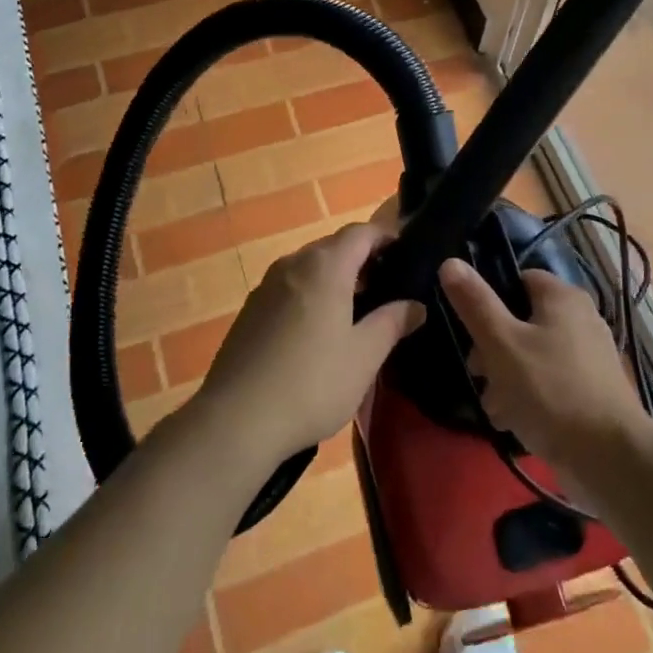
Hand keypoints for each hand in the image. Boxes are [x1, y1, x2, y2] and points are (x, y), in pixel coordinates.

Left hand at [191, 220, 424, 468]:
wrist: (236, 420)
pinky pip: (289, 289)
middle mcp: (293, 264)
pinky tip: (317, 334)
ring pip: (309, 268)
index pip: (361, 232)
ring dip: (335, 279)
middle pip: (333, 247)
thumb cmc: (312, 382)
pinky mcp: (249, 312)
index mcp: (325, 266)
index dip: (386, 237)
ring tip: (356, 313)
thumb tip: (416, 305)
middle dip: (362, 260)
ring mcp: (266, 287)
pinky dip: (310, 296)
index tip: (406, 255)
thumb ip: (392, 322)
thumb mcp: (364, 355)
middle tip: (387, 288)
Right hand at [438, 259, 649, 484]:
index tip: (470, 329)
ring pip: (531, 356)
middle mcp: (580, 319)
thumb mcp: (502, 343)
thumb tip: (450, 262)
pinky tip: (513, 422)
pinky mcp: (590, 391)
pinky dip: (529, 397)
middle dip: (492, 350)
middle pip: (521, 321)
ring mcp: (588, 357)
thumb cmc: (550, 390)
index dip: (490, 300)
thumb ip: (475, 303)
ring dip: (506, 379)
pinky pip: (549, 382)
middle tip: (478, 374)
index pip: (517, 279)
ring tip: (495, 407)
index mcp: (563, 297)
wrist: (609, 458)